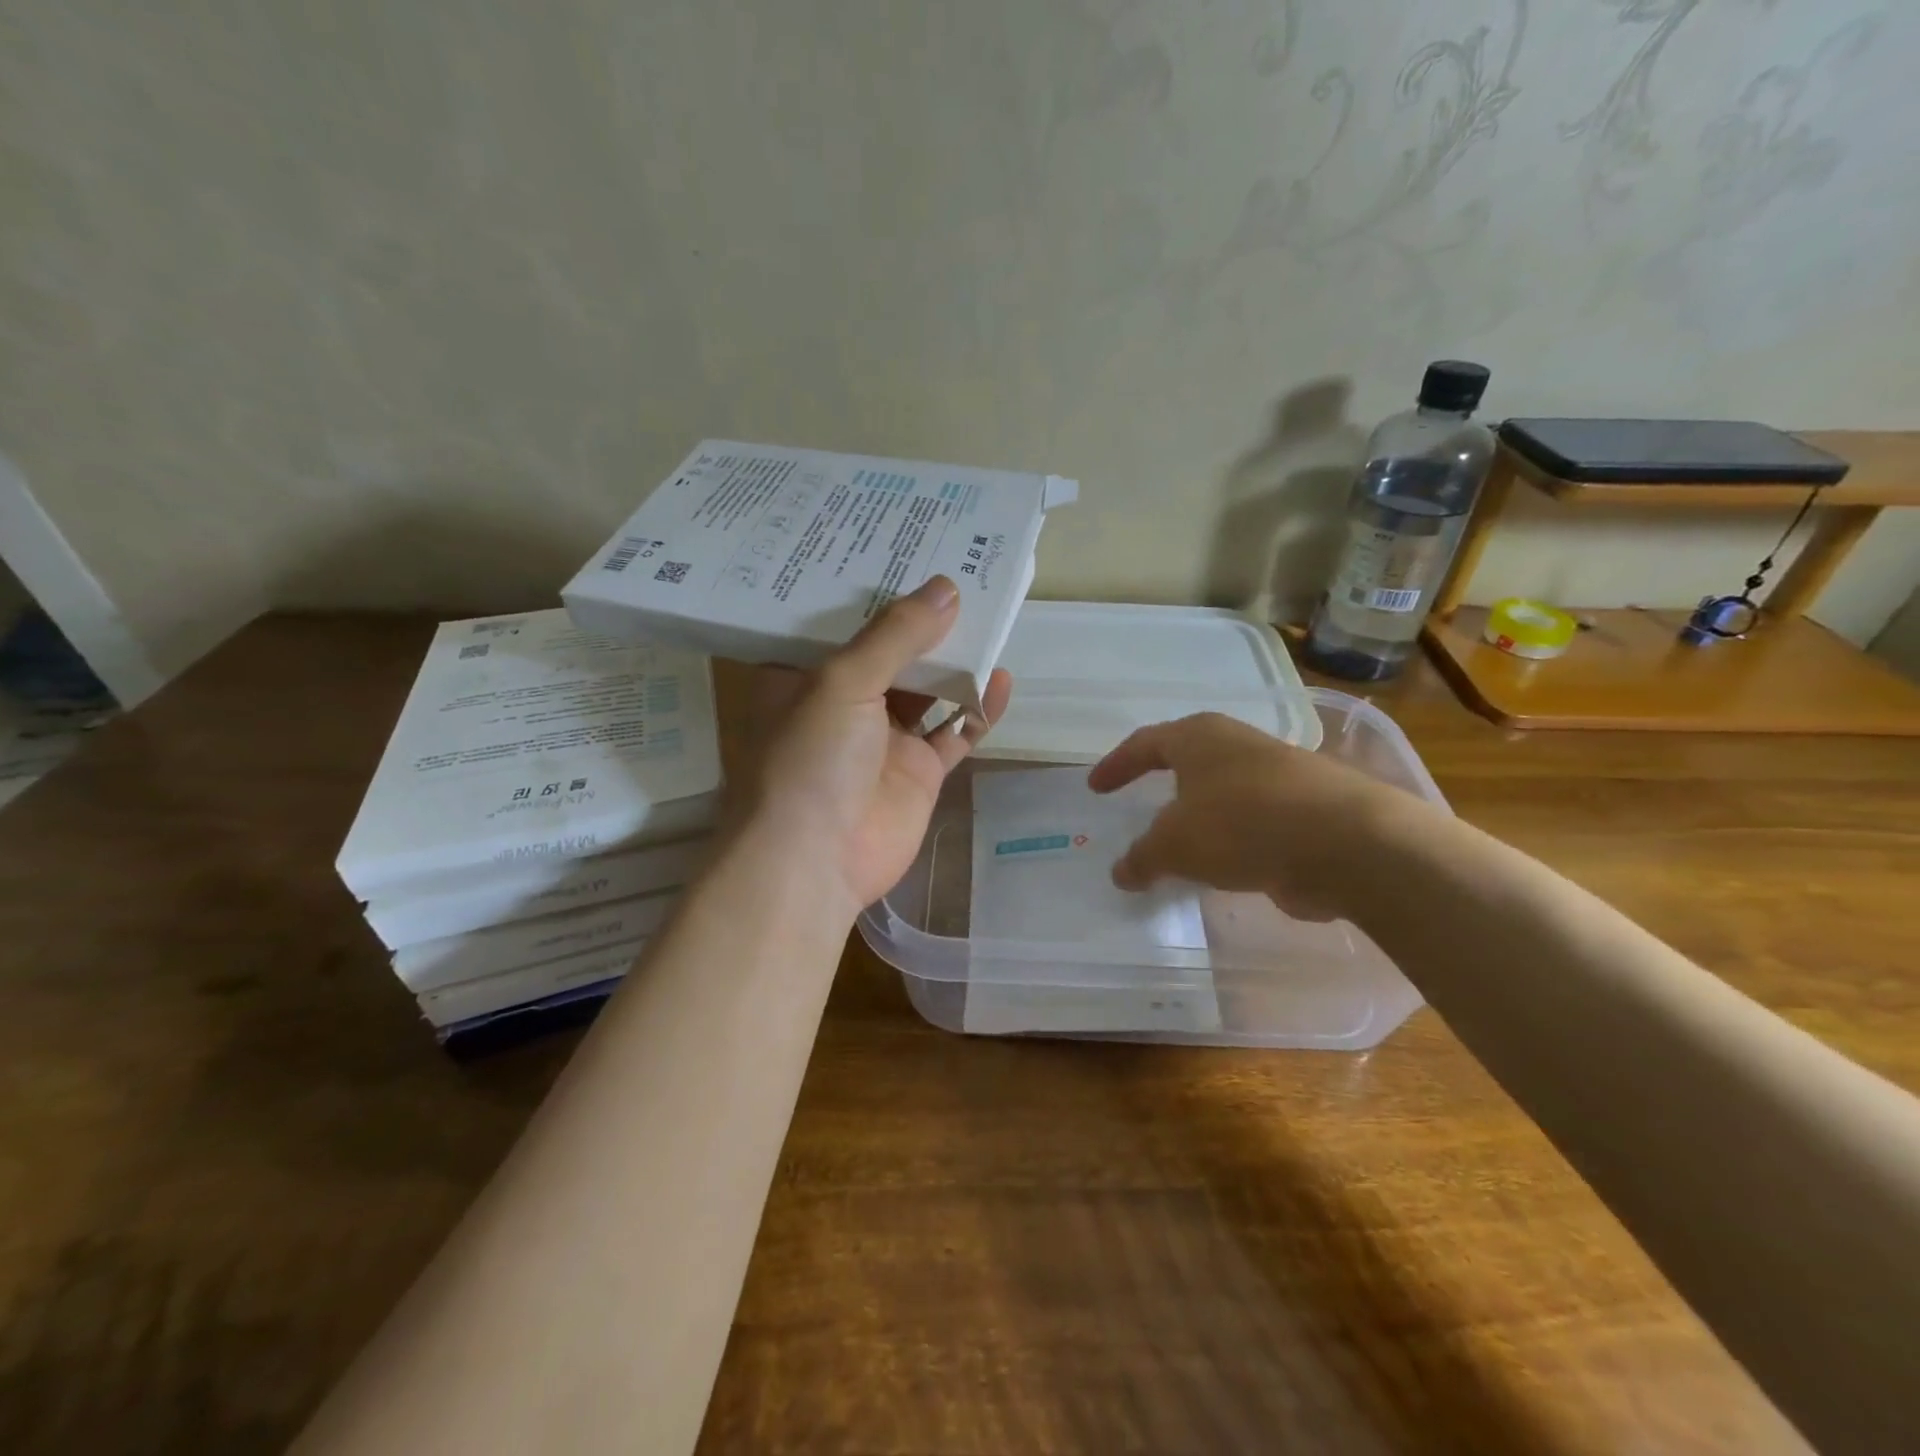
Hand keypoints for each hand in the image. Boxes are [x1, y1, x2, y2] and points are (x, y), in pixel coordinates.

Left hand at [745, 576, 1012, 914]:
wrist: (817, 862)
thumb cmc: (810, 759)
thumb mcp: (843, 682)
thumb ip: (895, 636)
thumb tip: (947, 588)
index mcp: (804, 675)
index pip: (838, 619)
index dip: (869, 587)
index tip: (900, 550)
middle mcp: (843, 702)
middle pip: (890, 651)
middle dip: (922, 620)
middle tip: (960, 571)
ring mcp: (884, 739)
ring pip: (927, 688)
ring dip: (955, 660)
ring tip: (990, 616)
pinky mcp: (918, 771)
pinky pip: (955, 733)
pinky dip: (978, 710)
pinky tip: (1001, 680)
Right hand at [1087, 711, 1421, 921]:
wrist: (1348, 844)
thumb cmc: (1241, 825)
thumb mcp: (1175, 845)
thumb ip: (1143, 858)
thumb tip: (1122, 872)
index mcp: (1199, 737)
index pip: (1145, 743)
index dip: (1116, 765)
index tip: (1095, 788)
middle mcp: (1238, 744)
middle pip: (1188, 758)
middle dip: (1162, 781)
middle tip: (1140, 802)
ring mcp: (1278, 773)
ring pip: (1223, 789)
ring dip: (1200, 813)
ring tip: (1182, 842)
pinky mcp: (1307, 807)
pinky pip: (1253, 819)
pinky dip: (1232, 838)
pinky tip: (1227, 865)